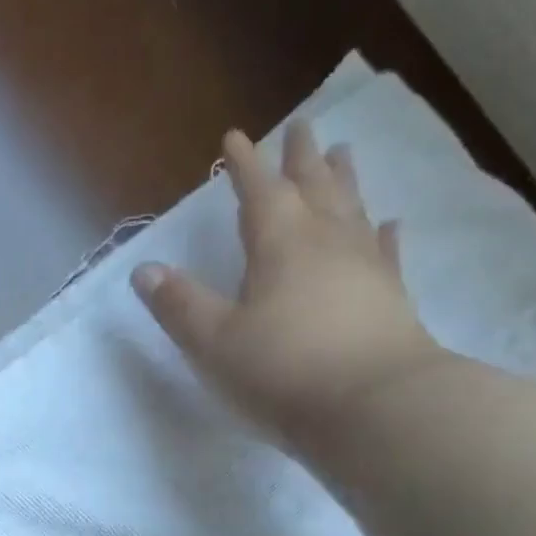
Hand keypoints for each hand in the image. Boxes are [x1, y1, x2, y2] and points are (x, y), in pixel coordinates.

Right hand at [132, 125, 450, 446]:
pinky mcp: (392, 297)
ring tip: (341, 153)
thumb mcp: (214, 343)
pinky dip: (383, 233)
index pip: (257, 190)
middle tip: (301, 127)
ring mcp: (365, 265)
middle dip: (300, 157)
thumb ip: (179, 305)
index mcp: (279, 242)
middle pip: (312, 185)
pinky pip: (386, 251)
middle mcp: (326, 239)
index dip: (243, 164)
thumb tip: (144, 270)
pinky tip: (389, 223)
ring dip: (342, 179)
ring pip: (352, 207)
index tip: (234, 138)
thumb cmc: (282, 372)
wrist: (372, 407)